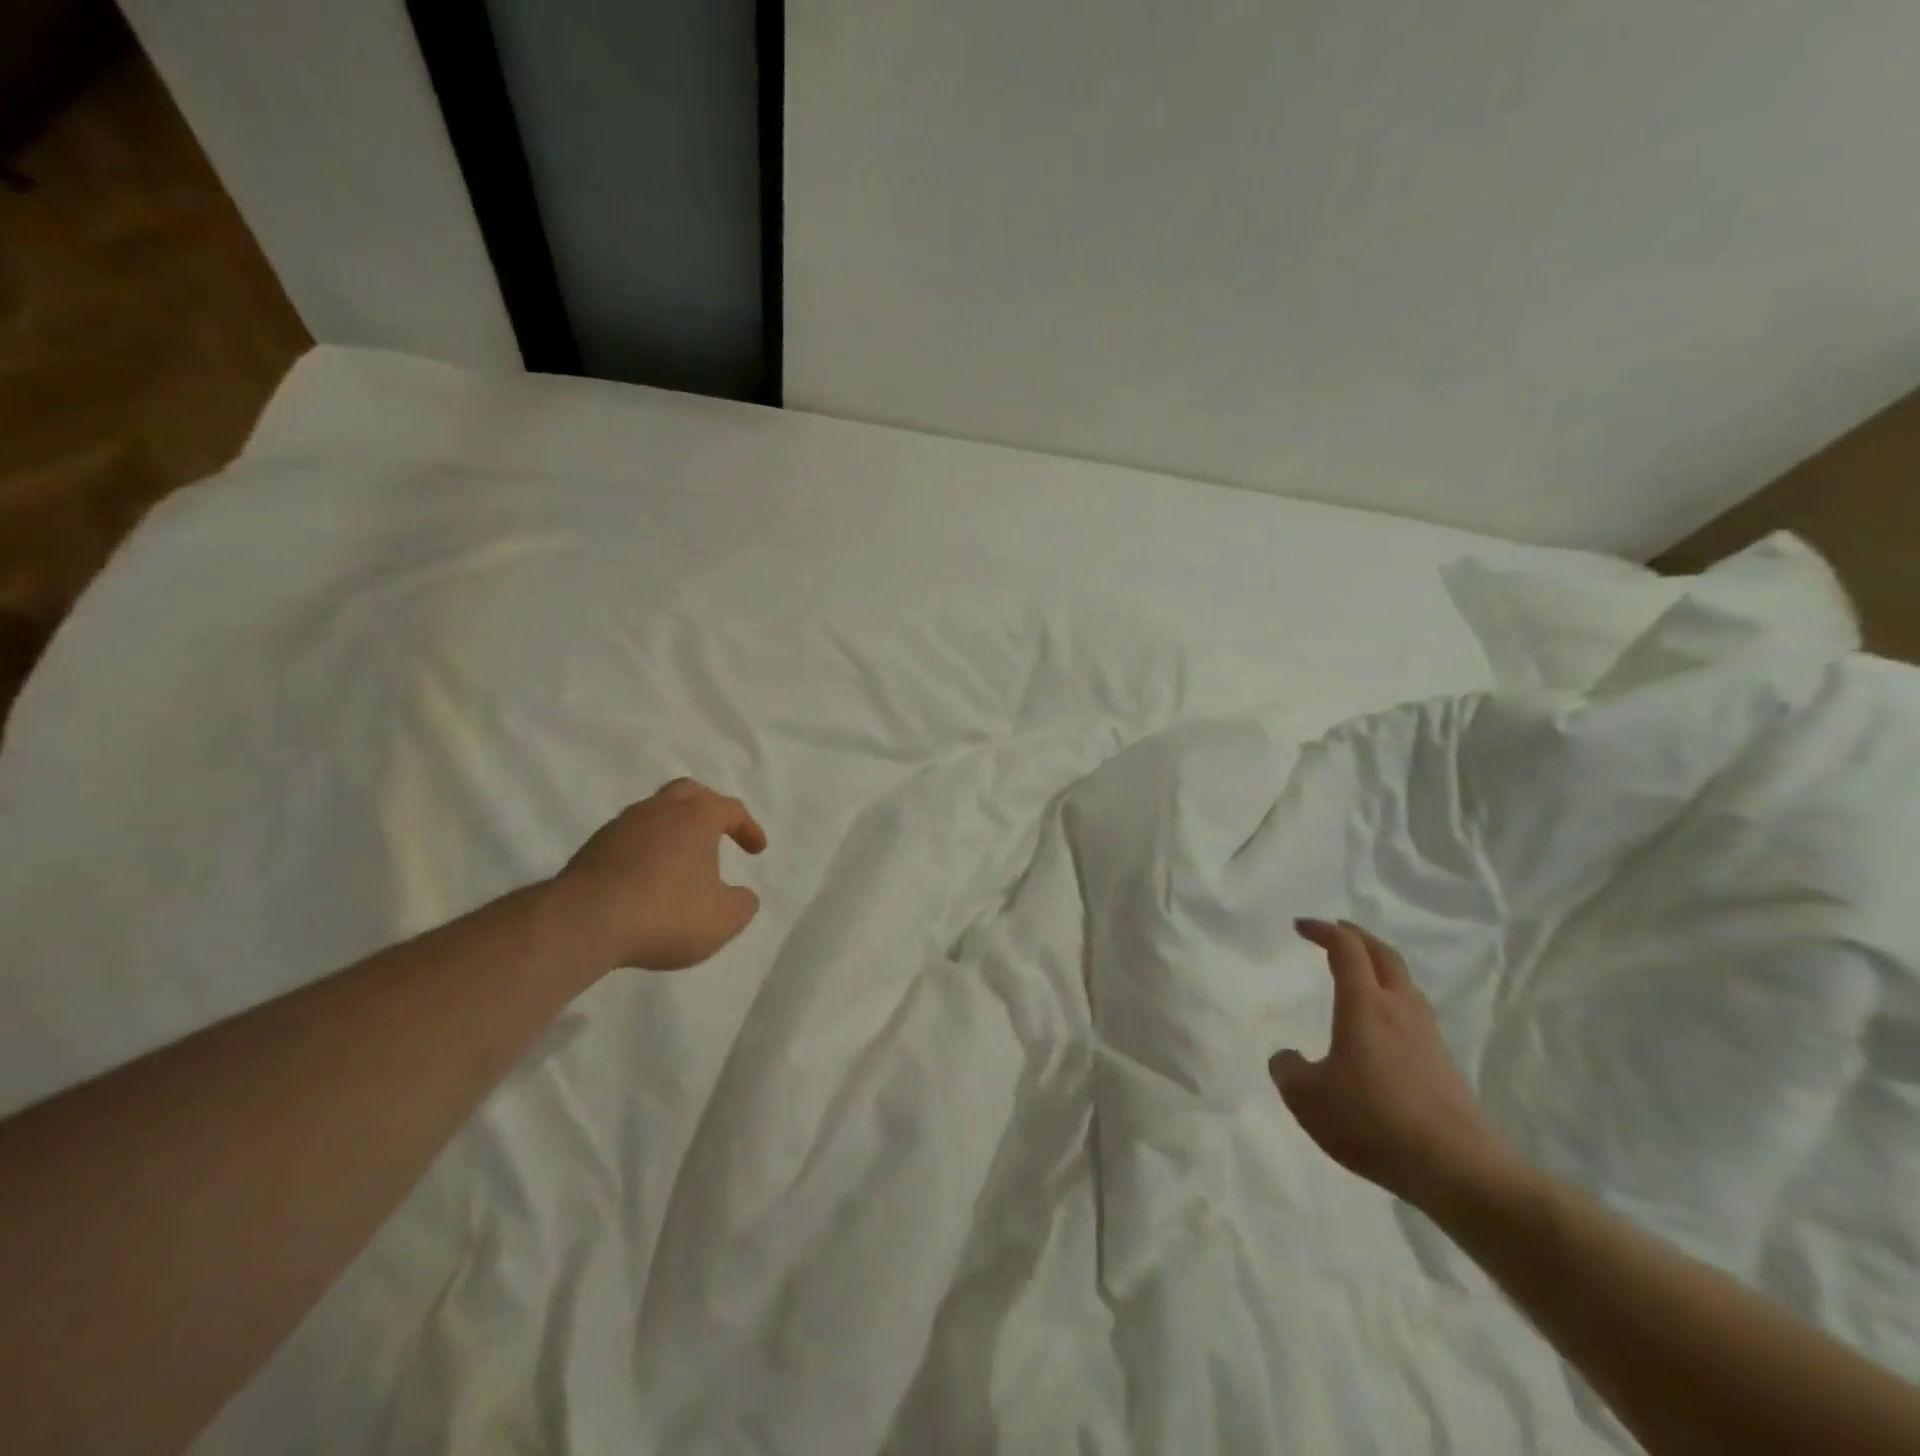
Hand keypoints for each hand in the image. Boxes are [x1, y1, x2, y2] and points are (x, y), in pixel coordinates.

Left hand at [553, 778, 767, 970]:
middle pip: (688, 793)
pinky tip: (648, 880)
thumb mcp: (723, 918)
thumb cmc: (666, 913)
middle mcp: (659, 809)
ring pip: (654, 815)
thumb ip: (742, 904)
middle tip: (718, 832)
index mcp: (696, 816)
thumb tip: (742, 896)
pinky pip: (630, 840)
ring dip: (672, 832)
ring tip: (681, 862)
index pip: (731, 809)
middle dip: (708, 809)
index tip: (757, 850)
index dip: (749, 828)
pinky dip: (646, 851)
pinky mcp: (592, 849)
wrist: (583, 923)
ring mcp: (621, 826)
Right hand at [1271, 919, 1513, 1209]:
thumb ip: (1288, 1070)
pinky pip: (1414, 1016)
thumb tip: (1287, 1058)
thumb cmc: (1373, 1120)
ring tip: (1361, 975)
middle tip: (1336, 931)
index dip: (1323, 931)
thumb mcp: (1307, 1097)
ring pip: (1405, 984)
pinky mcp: (1444, 1066)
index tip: (1301, 926)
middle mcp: (1399, 1010)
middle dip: (1358, 937)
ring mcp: (1427, 1037)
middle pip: (1383, 956)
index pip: (1345, 949)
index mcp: (1364, 1004)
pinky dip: (1393, 1002)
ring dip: (1380, 968)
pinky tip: (1382, 1029)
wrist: (1458, 1169)